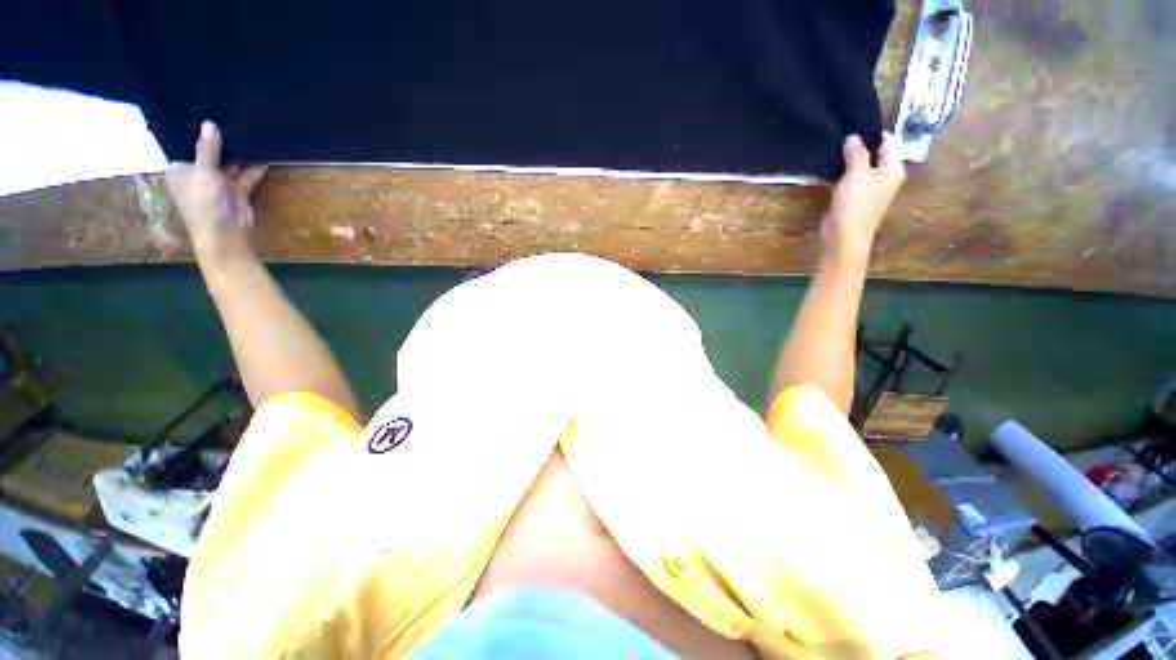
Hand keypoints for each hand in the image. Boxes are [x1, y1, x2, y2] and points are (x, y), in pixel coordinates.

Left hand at [166, 121, 266, 260]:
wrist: (225, 233)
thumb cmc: (203, 203)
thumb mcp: (203, 172)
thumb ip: (207, 148)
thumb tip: (209, 123)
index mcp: (180, 169)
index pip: (185, 145)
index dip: (194, 131)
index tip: (205, 112)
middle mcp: (198, 174)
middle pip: (210, 153)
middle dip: (221, 141)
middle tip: (232, 116)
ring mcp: (219, 183)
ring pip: (230, 163)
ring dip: (240, 153)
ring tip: (251, 132)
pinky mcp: (237, 191)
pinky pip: (246, 175)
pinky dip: (255, 167)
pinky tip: (264, 154)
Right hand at [821, 132, 903, 259]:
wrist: (845, 235)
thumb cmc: (856, 203)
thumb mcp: (857, 173)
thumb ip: (856, 153)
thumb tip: (853, 137)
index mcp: (893, 169)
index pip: (889, 142)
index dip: (873, 133)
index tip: (855, 124)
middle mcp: (884, 177)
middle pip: (874, 155)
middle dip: (859, 146)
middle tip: (841, 134)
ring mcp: (869, 189)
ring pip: (860, 168)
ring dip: (848, 161)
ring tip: (833, 148)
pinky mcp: (853, 199)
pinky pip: (848, 181)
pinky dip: (840, 174)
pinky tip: (828, 168)